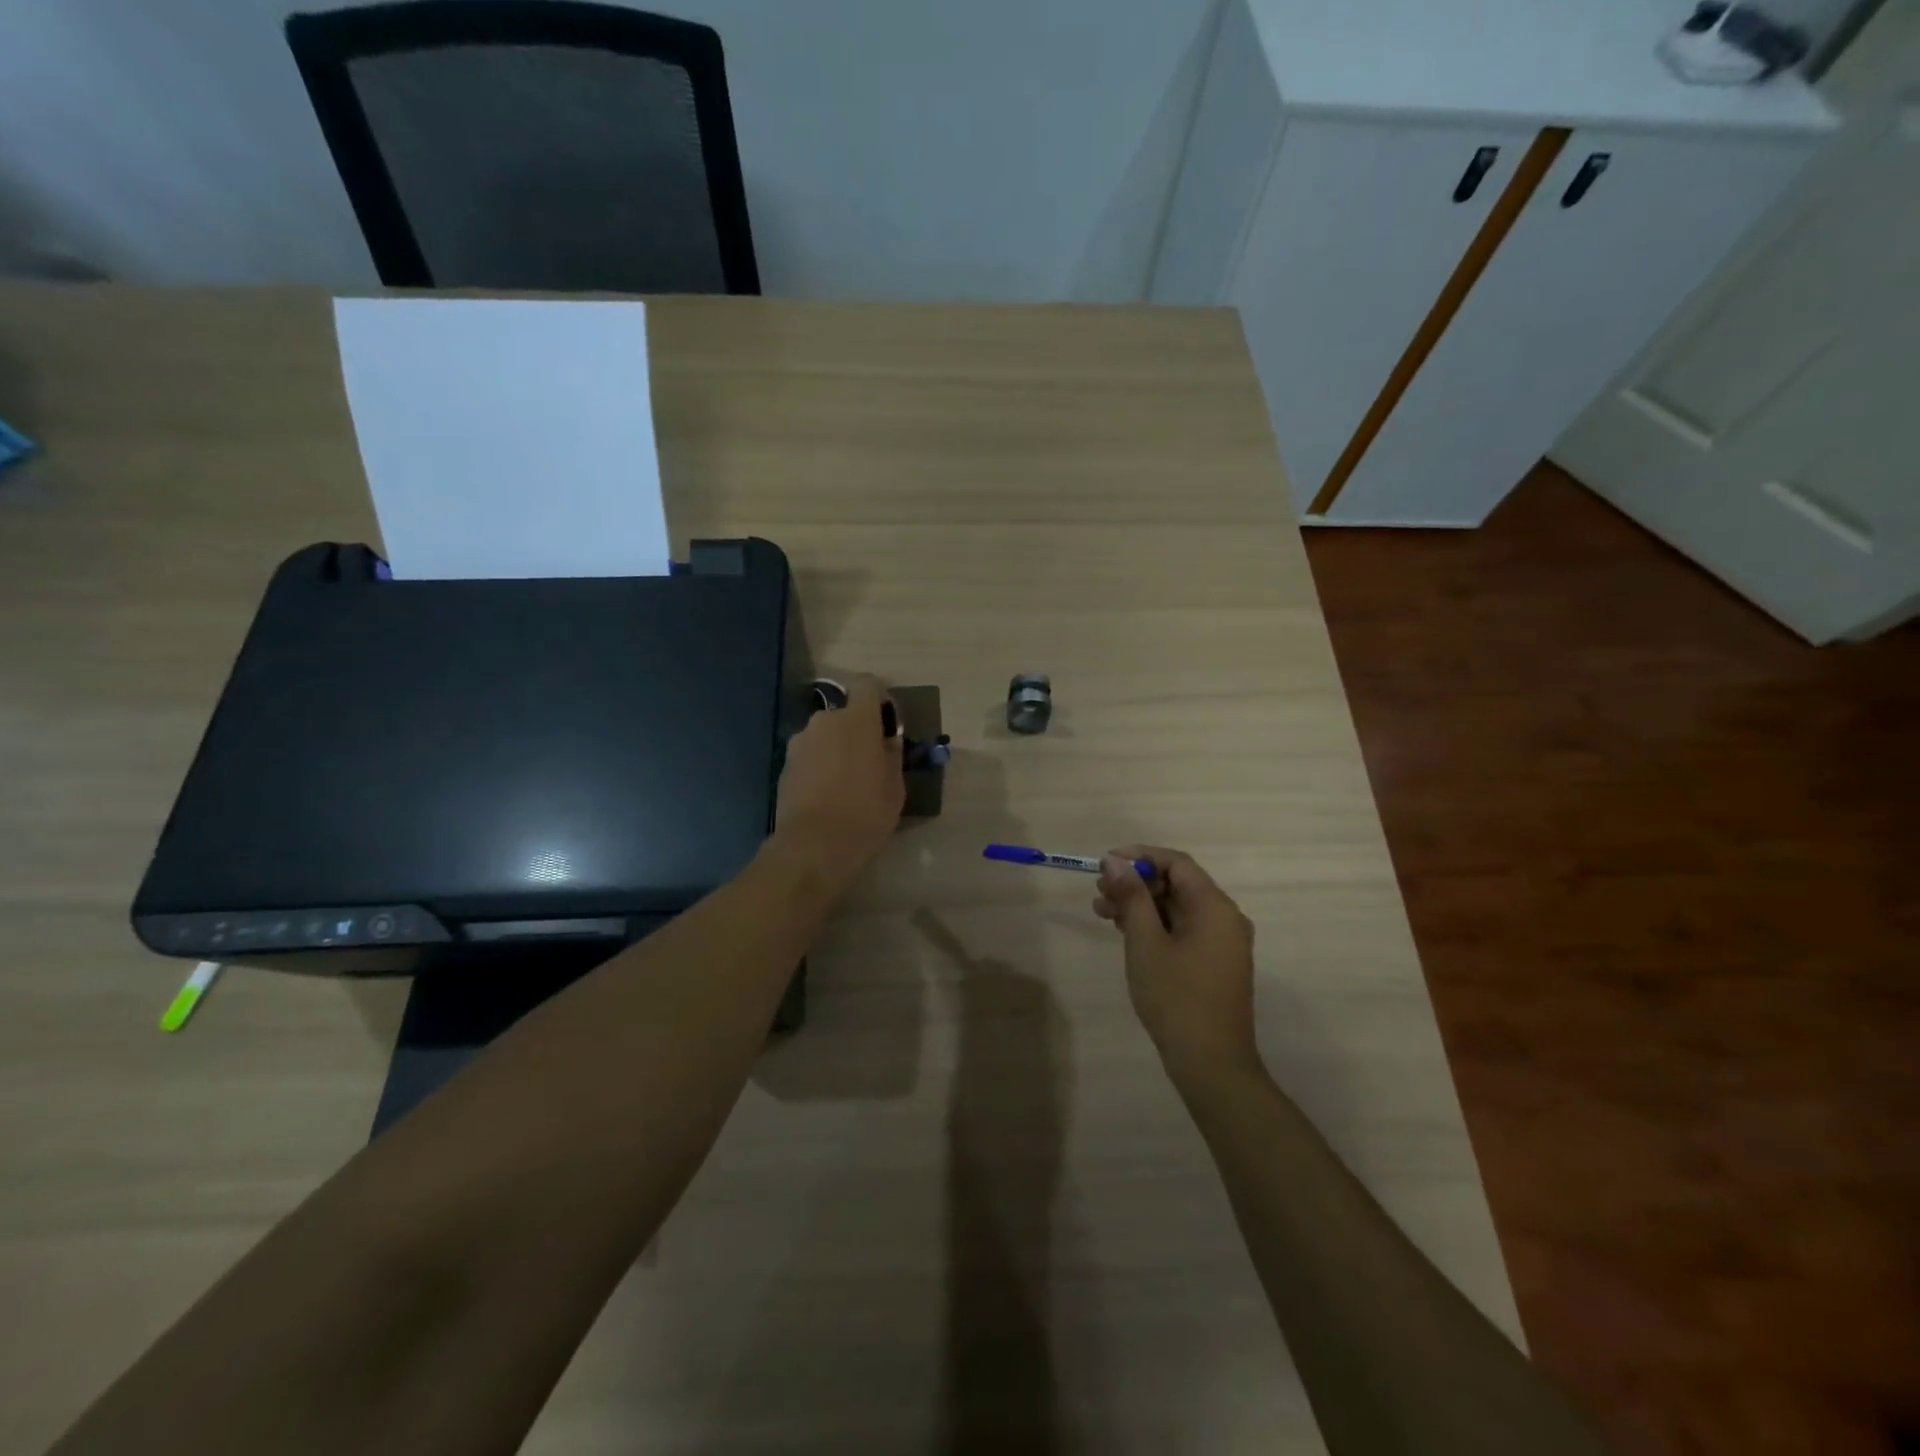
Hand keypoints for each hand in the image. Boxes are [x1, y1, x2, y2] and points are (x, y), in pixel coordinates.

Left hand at [774, 673, 903, 889]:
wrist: (814, 846)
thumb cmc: (866, 812)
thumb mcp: (895, 786)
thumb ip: (892, 754)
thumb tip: (887, 740)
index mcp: (857, 719)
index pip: (868, 685)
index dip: (879, 699)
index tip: (886, 724)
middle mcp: (824, 721)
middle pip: (844, 715)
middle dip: (856, 731)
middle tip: (868, 762)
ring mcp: (799, 742)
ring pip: (824, 736)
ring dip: (835, 749)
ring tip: (845, 783)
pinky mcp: (784, 765)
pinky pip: (809, 756)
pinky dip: (818, 767)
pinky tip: (826, 795)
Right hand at [1094, 846, 1260, 1087]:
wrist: (1211, 1064)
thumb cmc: (1176, 998)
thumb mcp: (1145, 942)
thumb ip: (1131, 897)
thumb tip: (1115, 862)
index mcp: (1215, 907)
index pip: (1176, 863)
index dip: (1139, 857)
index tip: (1106, 864)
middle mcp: (1225, 918)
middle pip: (1177, 884)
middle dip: (1136, 883)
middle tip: (1100, 892)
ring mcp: (1223, 942)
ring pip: (1178, 908)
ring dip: (1141, 905)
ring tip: (1103, 913)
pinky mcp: (1216, 963)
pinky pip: (1184, 929)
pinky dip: (1155, 925)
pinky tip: (1126, 933)